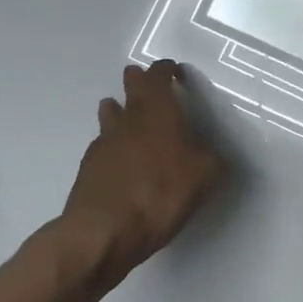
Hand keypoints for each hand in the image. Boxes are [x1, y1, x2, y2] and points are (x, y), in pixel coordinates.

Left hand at [38, 61, 221, 294]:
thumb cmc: (161, 194)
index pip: (159, 76)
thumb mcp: (205, 177)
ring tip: (128, 115)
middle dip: (139, 80)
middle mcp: (129, 118)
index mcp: (159, 111)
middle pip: (130, 86)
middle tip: (149, 85)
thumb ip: (212, 160)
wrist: (104, 231)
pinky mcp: (89, 166)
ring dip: (119, 108)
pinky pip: (103, 143)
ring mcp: (105, 141)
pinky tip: (122, 159)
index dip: (166, 70)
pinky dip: (113, 143)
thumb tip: (213, 155)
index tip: (175, 72)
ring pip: (110, 111)